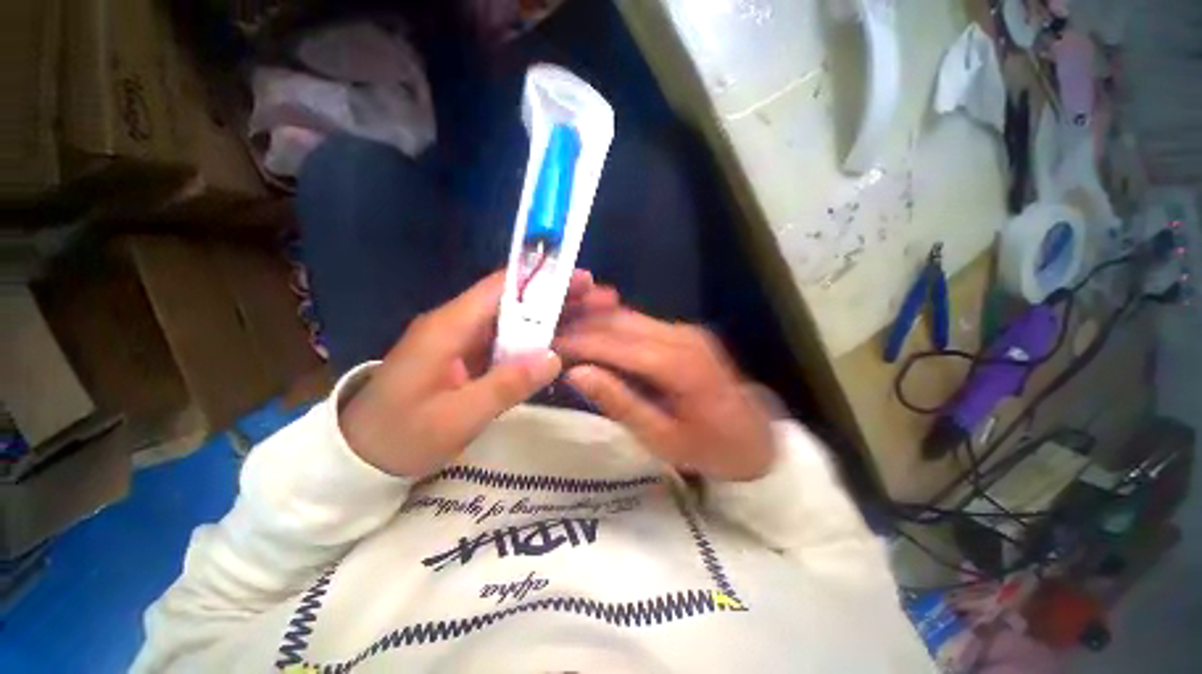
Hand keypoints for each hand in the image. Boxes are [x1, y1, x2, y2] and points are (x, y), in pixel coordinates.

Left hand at [342, 270, 618, 477]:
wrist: (359, 456)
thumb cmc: (400, 437)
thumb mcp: (455, 418)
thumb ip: (504, 386)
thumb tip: (554, 358)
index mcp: (449, 326)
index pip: (501, 287)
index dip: (542, 279)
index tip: (581, 278)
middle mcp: (457, 324)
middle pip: (515, 299)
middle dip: (558, 296)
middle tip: (599, 297)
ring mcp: (463, 340)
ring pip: (515, 319)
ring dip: (552, 316)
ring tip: (591, 315)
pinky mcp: (468, 356)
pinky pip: (508, 340)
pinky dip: (537, 338)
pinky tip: (564, 342)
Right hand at [554, 310, 775, 481]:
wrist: (756, 438)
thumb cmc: (709, 448)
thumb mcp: (661, 438)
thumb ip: (619, 402)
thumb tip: (576, 373)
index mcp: (677, 365)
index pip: (615, 343)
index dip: (578, 342)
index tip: (547, 345)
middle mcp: (681, 337)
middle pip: (620, 322)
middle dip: (582, 327)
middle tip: (550, 337)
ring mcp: (685, 331)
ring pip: (628, 317)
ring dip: (595, 323)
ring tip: (565, 335)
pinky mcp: (685, 333)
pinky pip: (640, 323)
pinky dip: (613, 328)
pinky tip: (594, 337)